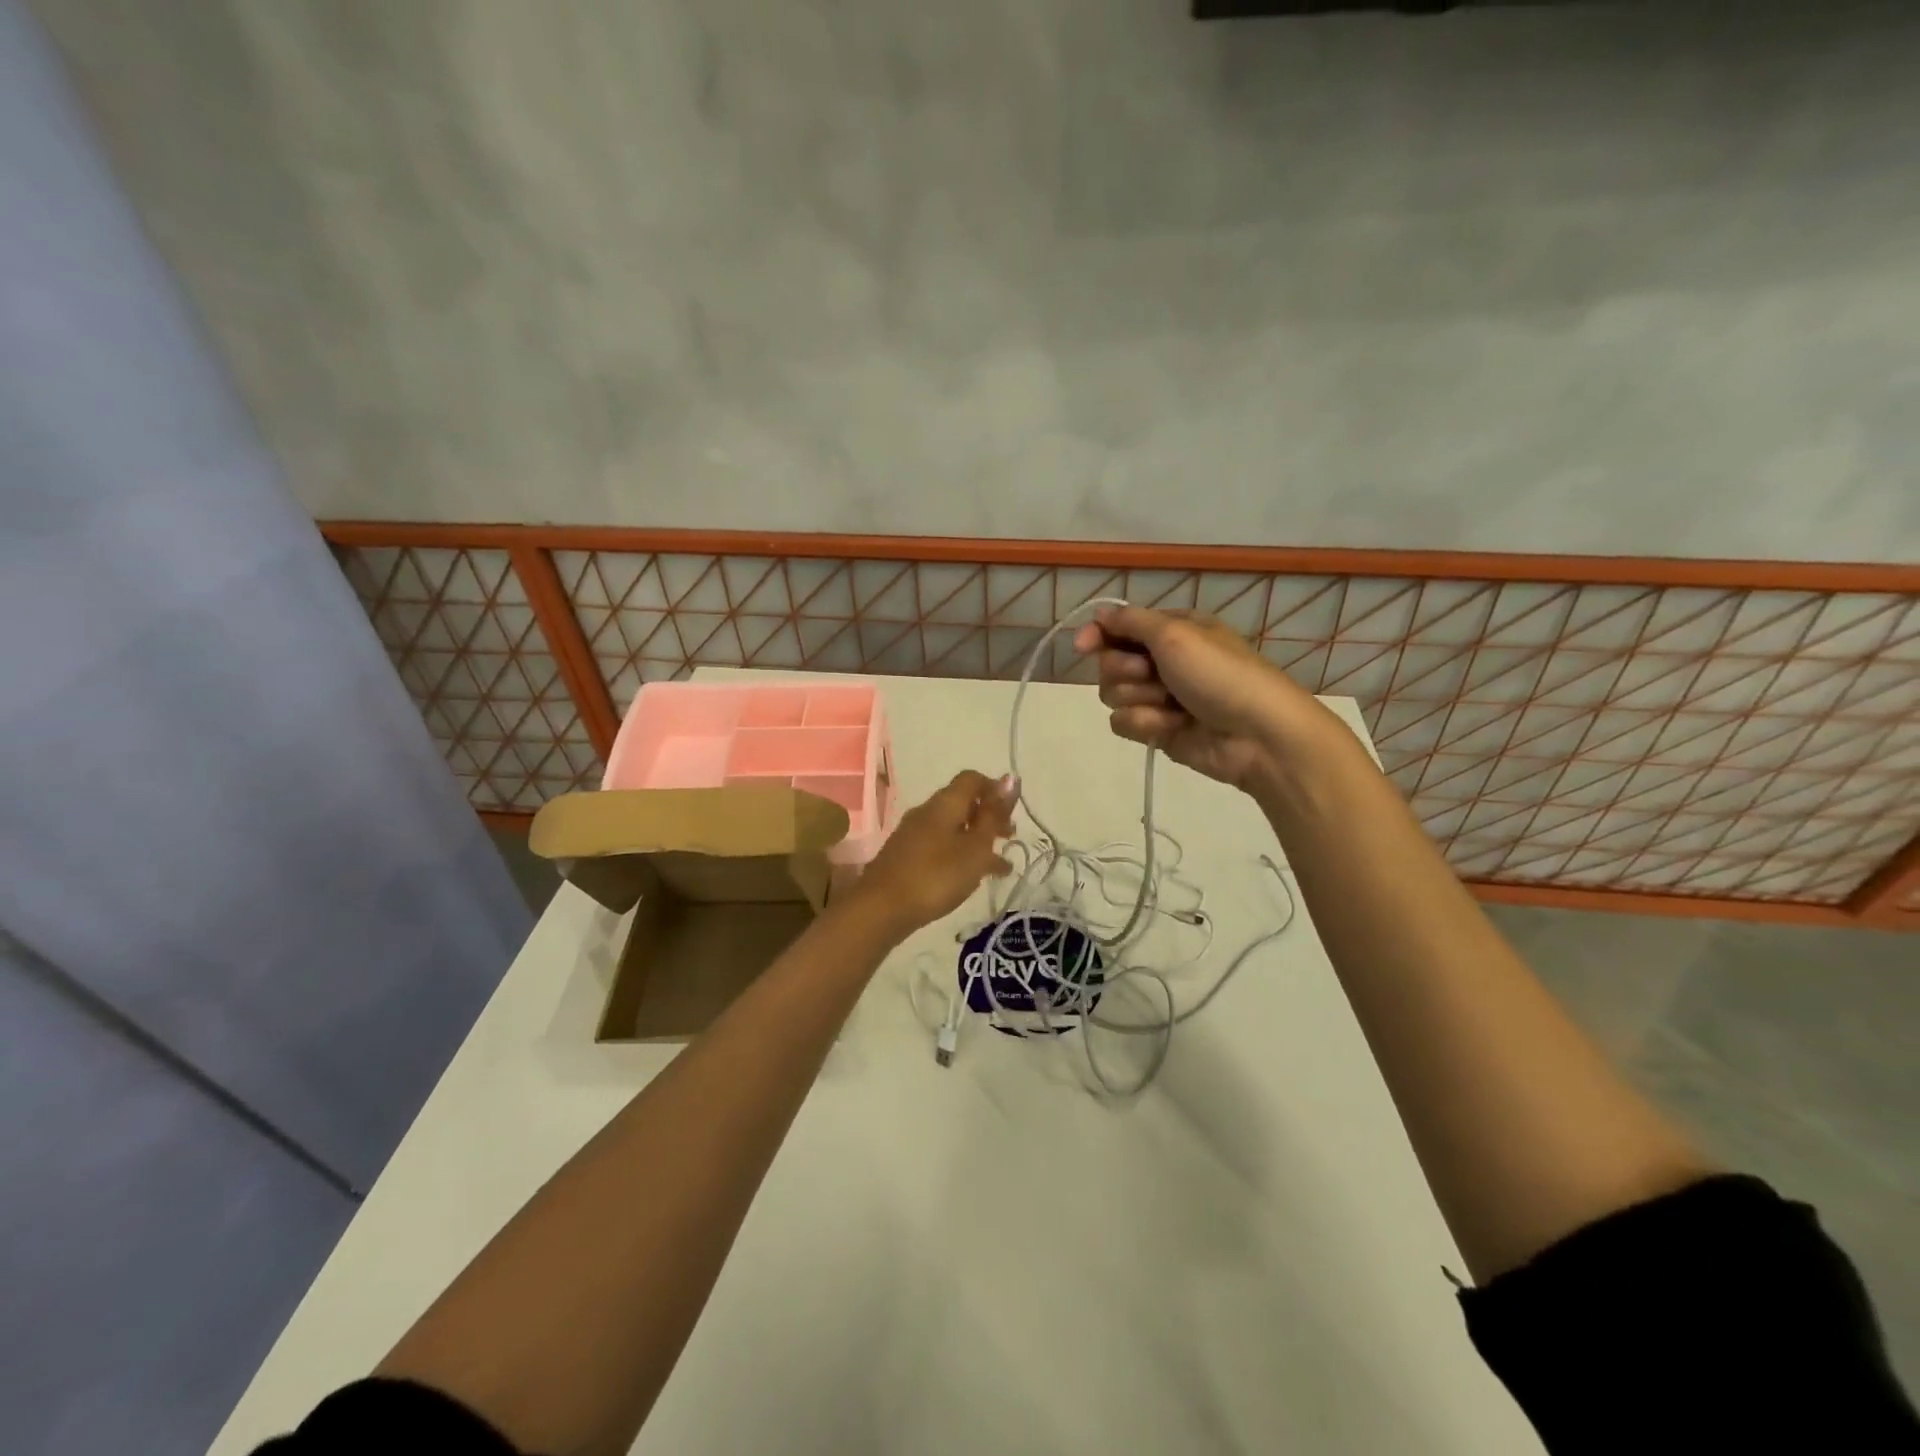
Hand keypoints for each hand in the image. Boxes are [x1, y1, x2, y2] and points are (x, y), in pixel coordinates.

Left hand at [847, 770, 1016, 934]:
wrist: (882, 908)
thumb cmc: (937, 875)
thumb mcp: (975, 847)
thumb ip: (993, 814)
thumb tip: (1010, 779)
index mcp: (945, 803)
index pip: (972, 779)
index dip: (995, 789)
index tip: (1013, 812)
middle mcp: (927, 811)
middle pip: (962, 803)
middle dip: (989, 817)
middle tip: (1010, 837)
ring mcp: (913, 834)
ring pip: (953, 827)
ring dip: (977, 840)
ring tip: (1001, 865)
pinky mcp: (906, 856)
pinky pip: (940, 846)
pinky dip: (960, 855)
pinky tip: (973, 878)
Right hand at [1073, 605, 1325, 791]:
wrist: (1257, 734)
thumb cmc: (1219, 674)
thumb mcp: (1175, 634)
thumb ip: (1130, 621)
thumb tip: (1098, 614)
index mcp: (1170, 630)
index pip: (1117, 627)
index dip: (1097, 635)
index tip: (1082, 646)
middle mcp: (1162, 660)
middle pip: (1109, 663)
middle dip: (1126, 671)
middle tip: (1154, 675)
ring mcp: (1158, 697)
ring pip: (1112, 695)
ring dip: (1139, 699)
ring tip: (1172, 706)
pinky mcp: (1157, 729)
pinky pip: (1124, 723)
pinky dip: (1145, 724)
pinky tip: (1172, 727)